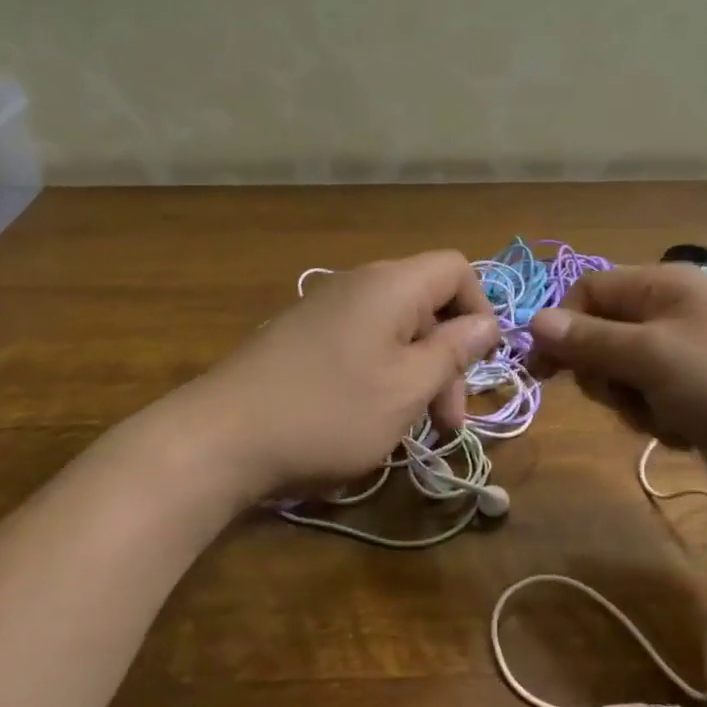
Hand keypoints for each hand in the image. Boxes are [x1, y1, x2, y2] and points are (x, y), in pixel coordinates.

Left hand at [169, 252, 500, 500]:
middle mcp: (359, 284)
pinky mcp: (302, 336)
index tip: (478, 364)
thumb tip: (487, 323)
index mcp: (391, 285)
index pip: (456, 268)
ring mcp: (325, 308)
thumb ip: (453, 350)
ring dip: (417, 373)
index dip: (479, 309)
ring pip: (395, 329)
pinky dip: (382, 374)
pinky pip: (362, 342)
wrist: (219, 437)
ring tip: (414, 429)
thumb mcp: (407, 388)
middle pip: (427, 303)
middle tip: (449, 422)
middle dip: (448, 358)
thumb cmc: (329, 411)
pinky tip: (371, 418)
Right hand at [528, 263, 706, 501]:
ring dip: (641, 405)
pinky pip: (666, 399)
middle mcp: (677, 309)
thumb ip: (591, 340)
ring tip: (677, 421)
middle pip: (606, 337)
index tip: (544, 375)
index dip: (561, 329)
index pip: (587, 293)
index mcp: (663, 285)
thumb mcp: (654, 359)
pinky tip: (699, 435)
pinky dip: (671, 420)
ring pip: (633, 375)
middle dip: (609, 376)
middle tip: (633, 398)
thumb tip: (533, 319)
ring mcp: (698, 351)